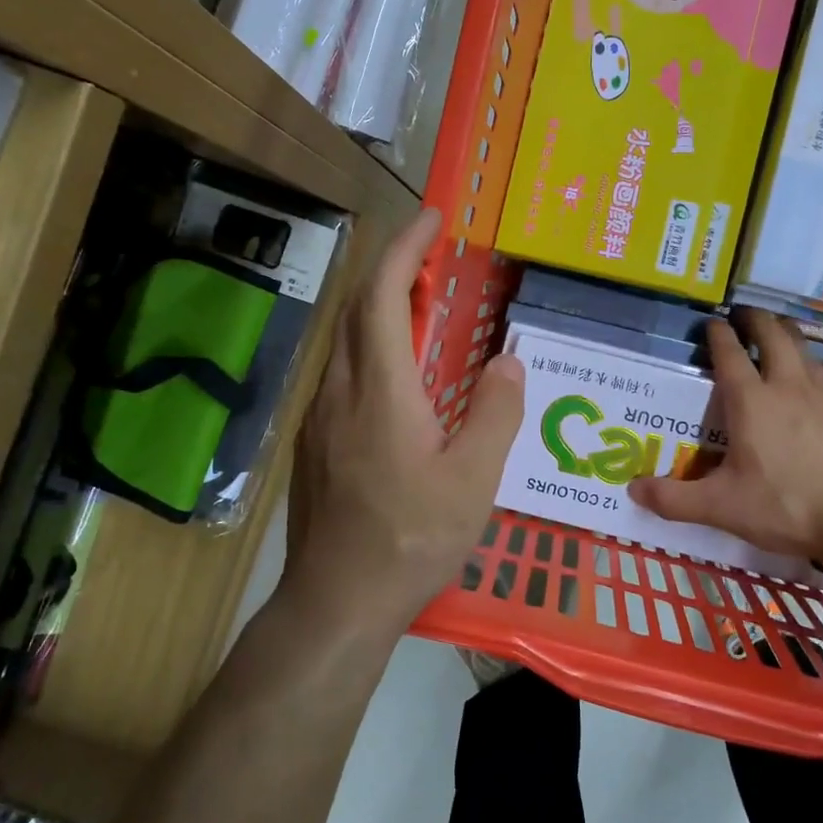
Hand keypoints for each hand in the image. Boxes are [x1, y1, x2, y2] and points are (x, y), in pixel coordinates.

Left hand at [280, 208, 523, 636]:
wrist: (334, 602)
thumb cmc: (409, 540)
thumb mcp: (473, 482)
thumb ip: (494, 414)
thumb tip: (507, 362)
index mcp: (380, 390)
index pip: (381, 295)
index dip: (404, 248)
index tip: (432, 219)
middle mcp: (340, 390)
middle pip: (357, 307)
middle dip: (393, 268)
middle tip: (434, 259)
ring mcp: (319, 416)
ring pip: (345, 339)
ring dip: (380, 307)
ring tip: (422, 306)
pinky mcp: (314, 440)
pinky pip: (342, 371)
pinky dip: (370, 345)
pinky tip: (397, 375)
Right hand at [628, 308, 822, 571]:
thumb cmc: (787, 508)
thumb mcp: (721, 508)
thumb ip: (674, 499)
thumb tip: (631, 491)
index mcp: (751, 402)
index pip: (729, 354)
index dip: (718, 335)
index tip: (712, 323)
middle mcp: (789, 386)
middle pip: (773, 337)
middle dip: (757, 321)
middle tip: (746, 314)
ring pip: (808, 352)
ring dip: (791, 338)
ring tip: (782, 333)